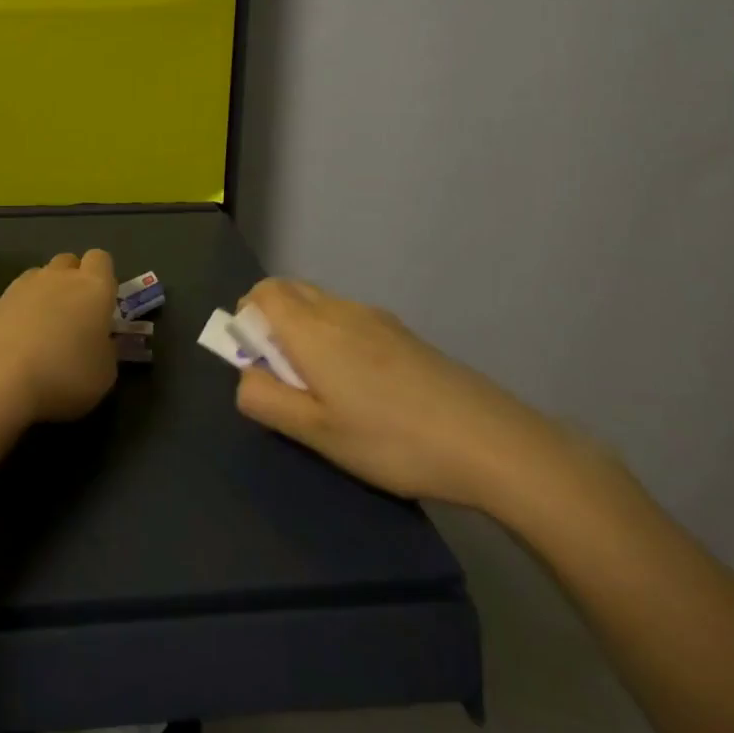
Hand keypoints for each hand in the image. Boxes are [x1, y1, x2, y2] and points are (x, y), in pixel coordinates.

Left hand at [0, 250, 118, 423]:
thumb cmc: (64, 374)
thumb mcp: (104, 374)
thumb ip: (106, 350)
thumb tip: (98, 342)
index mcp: (93, 286)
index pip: (101, 259)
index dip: (103, 278)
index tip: (103, 305)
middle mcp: (59, 276)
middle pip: (69, 262)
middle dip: (74, 281)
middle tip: (75, 317)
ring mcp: (24, 285)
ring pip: (41, 276)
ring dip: (46, 293)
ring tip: (44, 330)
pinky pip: (17, 296)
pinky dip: (21, 310)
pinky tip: (19, 340)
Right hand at [233, 278, 567, 512]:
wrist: (489, 441)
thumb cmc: (390, 439)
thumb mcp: (316, 432)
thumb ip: (265, 399)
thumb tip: (244, 376)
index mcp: (311, 328)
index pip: (262, 292)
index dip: (246, 317)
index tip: (256, 361)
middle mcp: (340, 310)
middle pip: (289, 292)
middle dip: (273, 323)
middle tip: (286, 377)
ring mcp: (376, 319)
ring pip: (321, 306)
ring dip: (305, 332)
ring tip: (327, 390)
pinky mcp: (403, 334)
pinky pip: (350, 321)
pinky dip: (336, 339)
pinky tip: (364, 390)